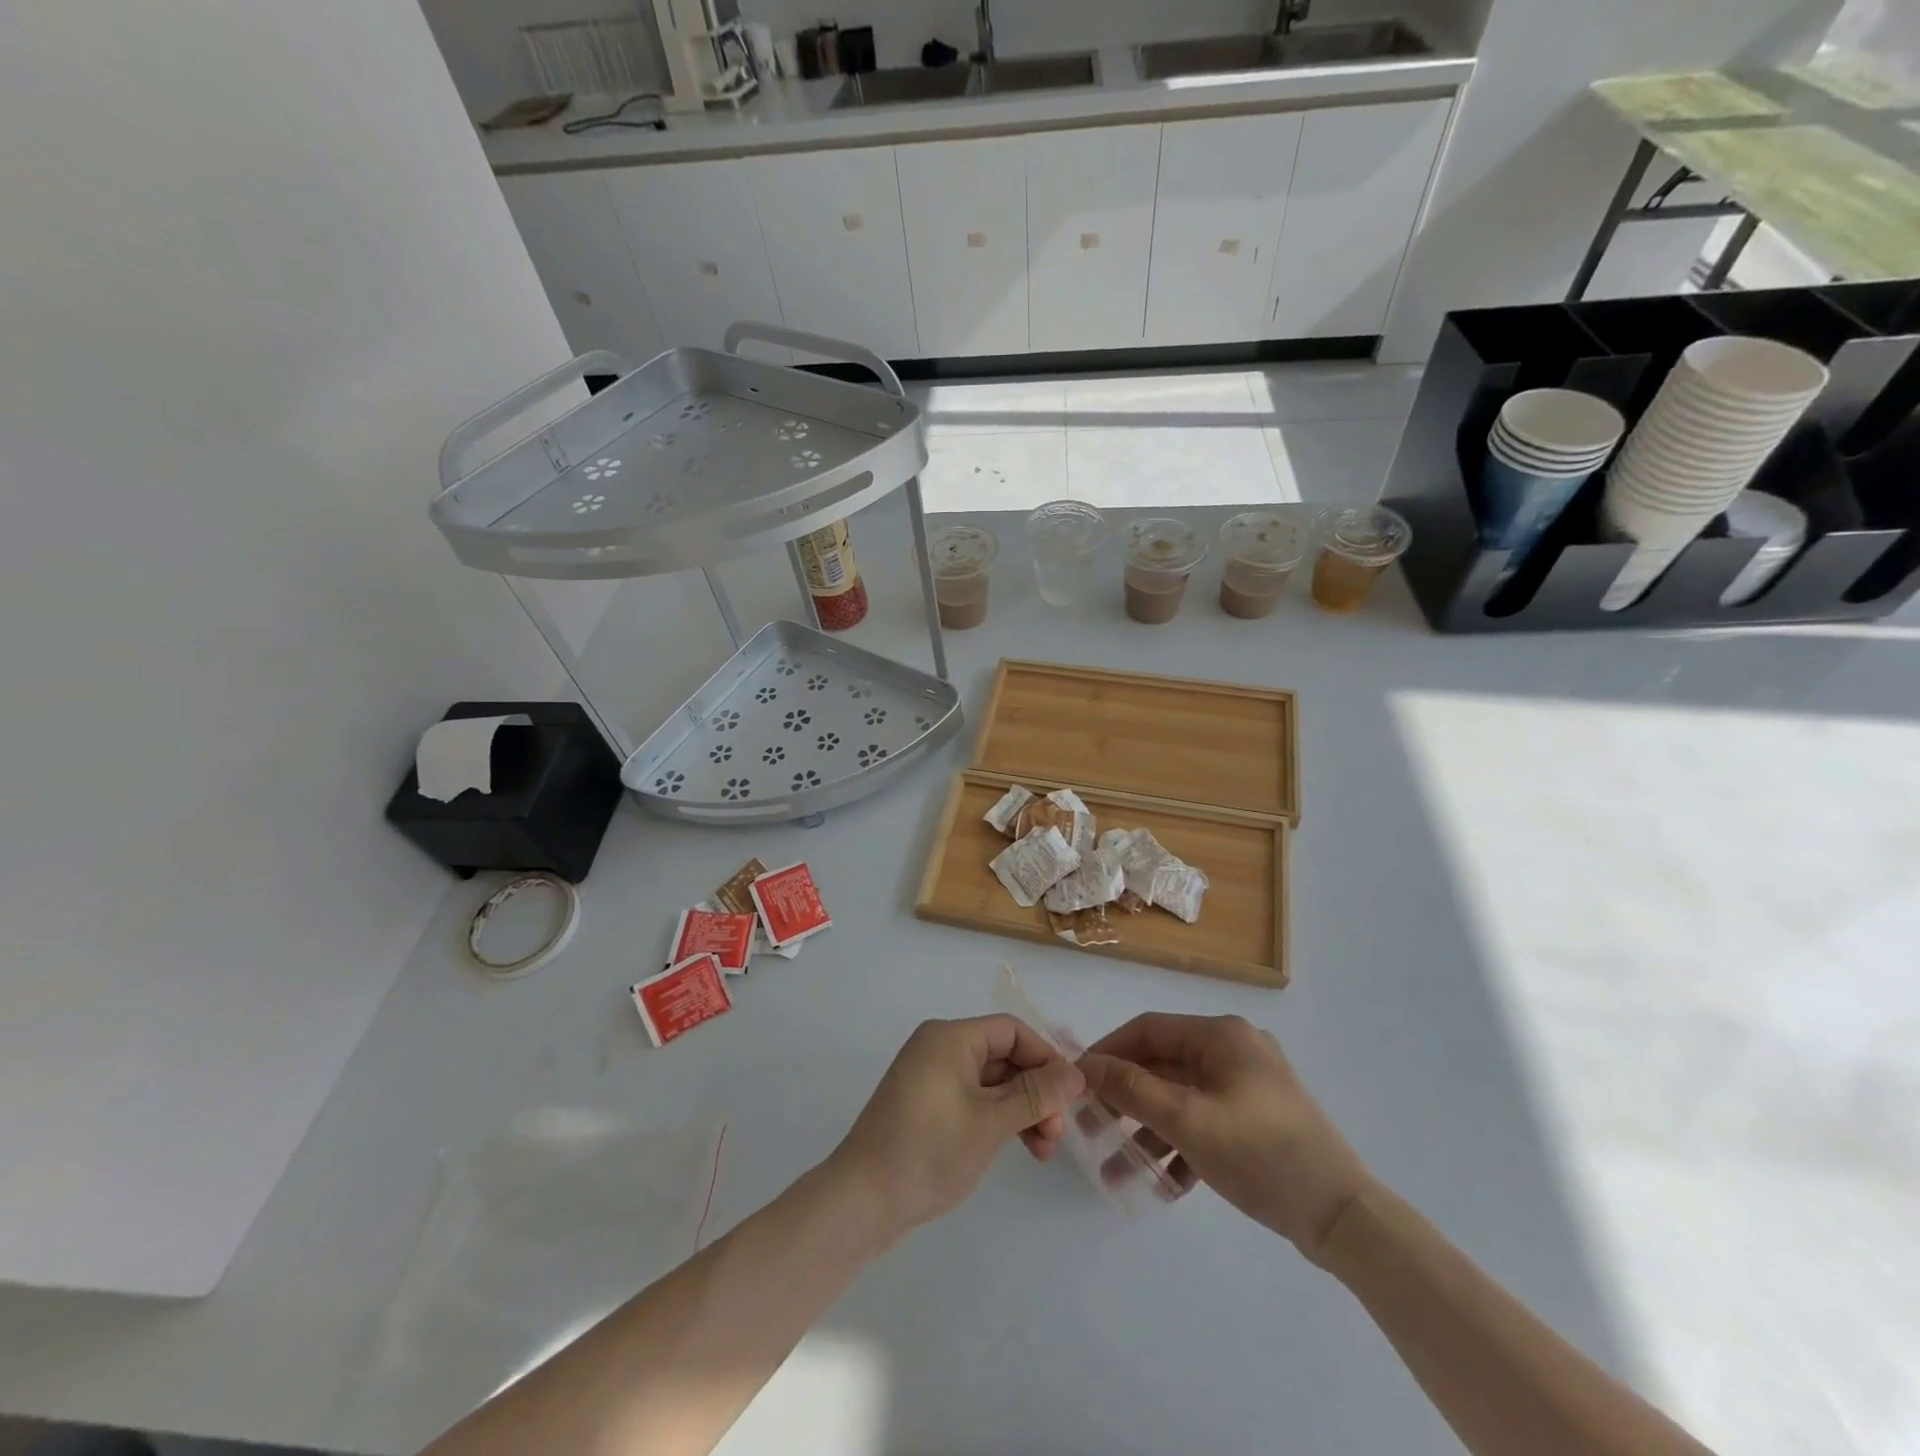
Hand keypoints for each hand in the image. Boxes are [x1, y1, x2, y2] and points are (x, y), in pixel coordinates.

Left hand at [829, 1015, 1085, 1239]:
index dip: (1045, 1058)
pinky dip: (998, 1119)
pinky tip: (1017, 1147)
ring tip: (1043, 1151)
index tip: (1071, 1096)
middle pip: (1003, 1056)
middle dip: (1036, 1092)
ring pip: (991, 1082)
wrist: (861, 1201)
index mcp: (950, 1038)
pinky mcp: (927, 1106)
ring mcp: (931, 1077)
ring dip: (1021, 1110)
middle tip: (1056, 1135)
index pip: (1011, 1031)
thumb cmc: (928, 1151)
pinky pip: (974, 1099)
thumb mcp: (990, 1123)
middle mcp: (939, 1048)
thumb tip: (1076, 1072)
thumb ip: (1035, 1095)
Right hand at [1079, 1014, 1375, 1261]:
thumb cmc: (1260, 1154)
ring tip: (1118, 1166)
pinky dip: (1182, 1144)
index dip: (1109, 1051)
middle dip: (1126, 1097)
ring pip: (1183, 1097)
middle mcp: (1234, 1049)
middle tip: (1092, 1126)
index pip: (1148, 1029)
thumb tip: (1086, 1065)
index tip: (1078, 1081)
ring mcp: (1250, 1084)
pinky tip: (1163, 1181)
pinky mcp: (1259, 1118)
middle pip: (1164, 1064)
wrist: (1343, 1217)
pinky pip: (1206, 1119)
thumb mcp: (1188, 1120)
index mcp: (1220, 1035)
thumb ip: (1133, 1089)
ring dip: (1150, 1128)